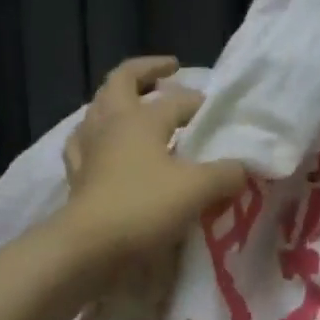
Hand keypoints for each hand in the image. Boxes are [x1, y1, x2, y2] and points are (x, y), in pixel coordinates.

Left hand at [59, 56, 248, 271]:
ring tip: (135, 104)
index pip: (176, 99)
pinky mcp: (76, 174)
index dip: (200, 103)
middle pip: (122, 81)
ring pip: (97, 107)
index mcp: (141, 118)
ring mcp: (88, 148)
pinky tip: (102, 145)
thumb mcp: (198, 189)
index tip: (219, 114)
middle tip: (168, 71)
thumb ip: (225, 174)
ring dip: (116, 99)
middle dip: (146, 71)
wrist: (88, 248)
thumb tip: (243, 167)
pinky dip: (94, 136)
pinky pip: (82, 143)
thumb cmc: (144, 207)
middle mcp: (111, 123)